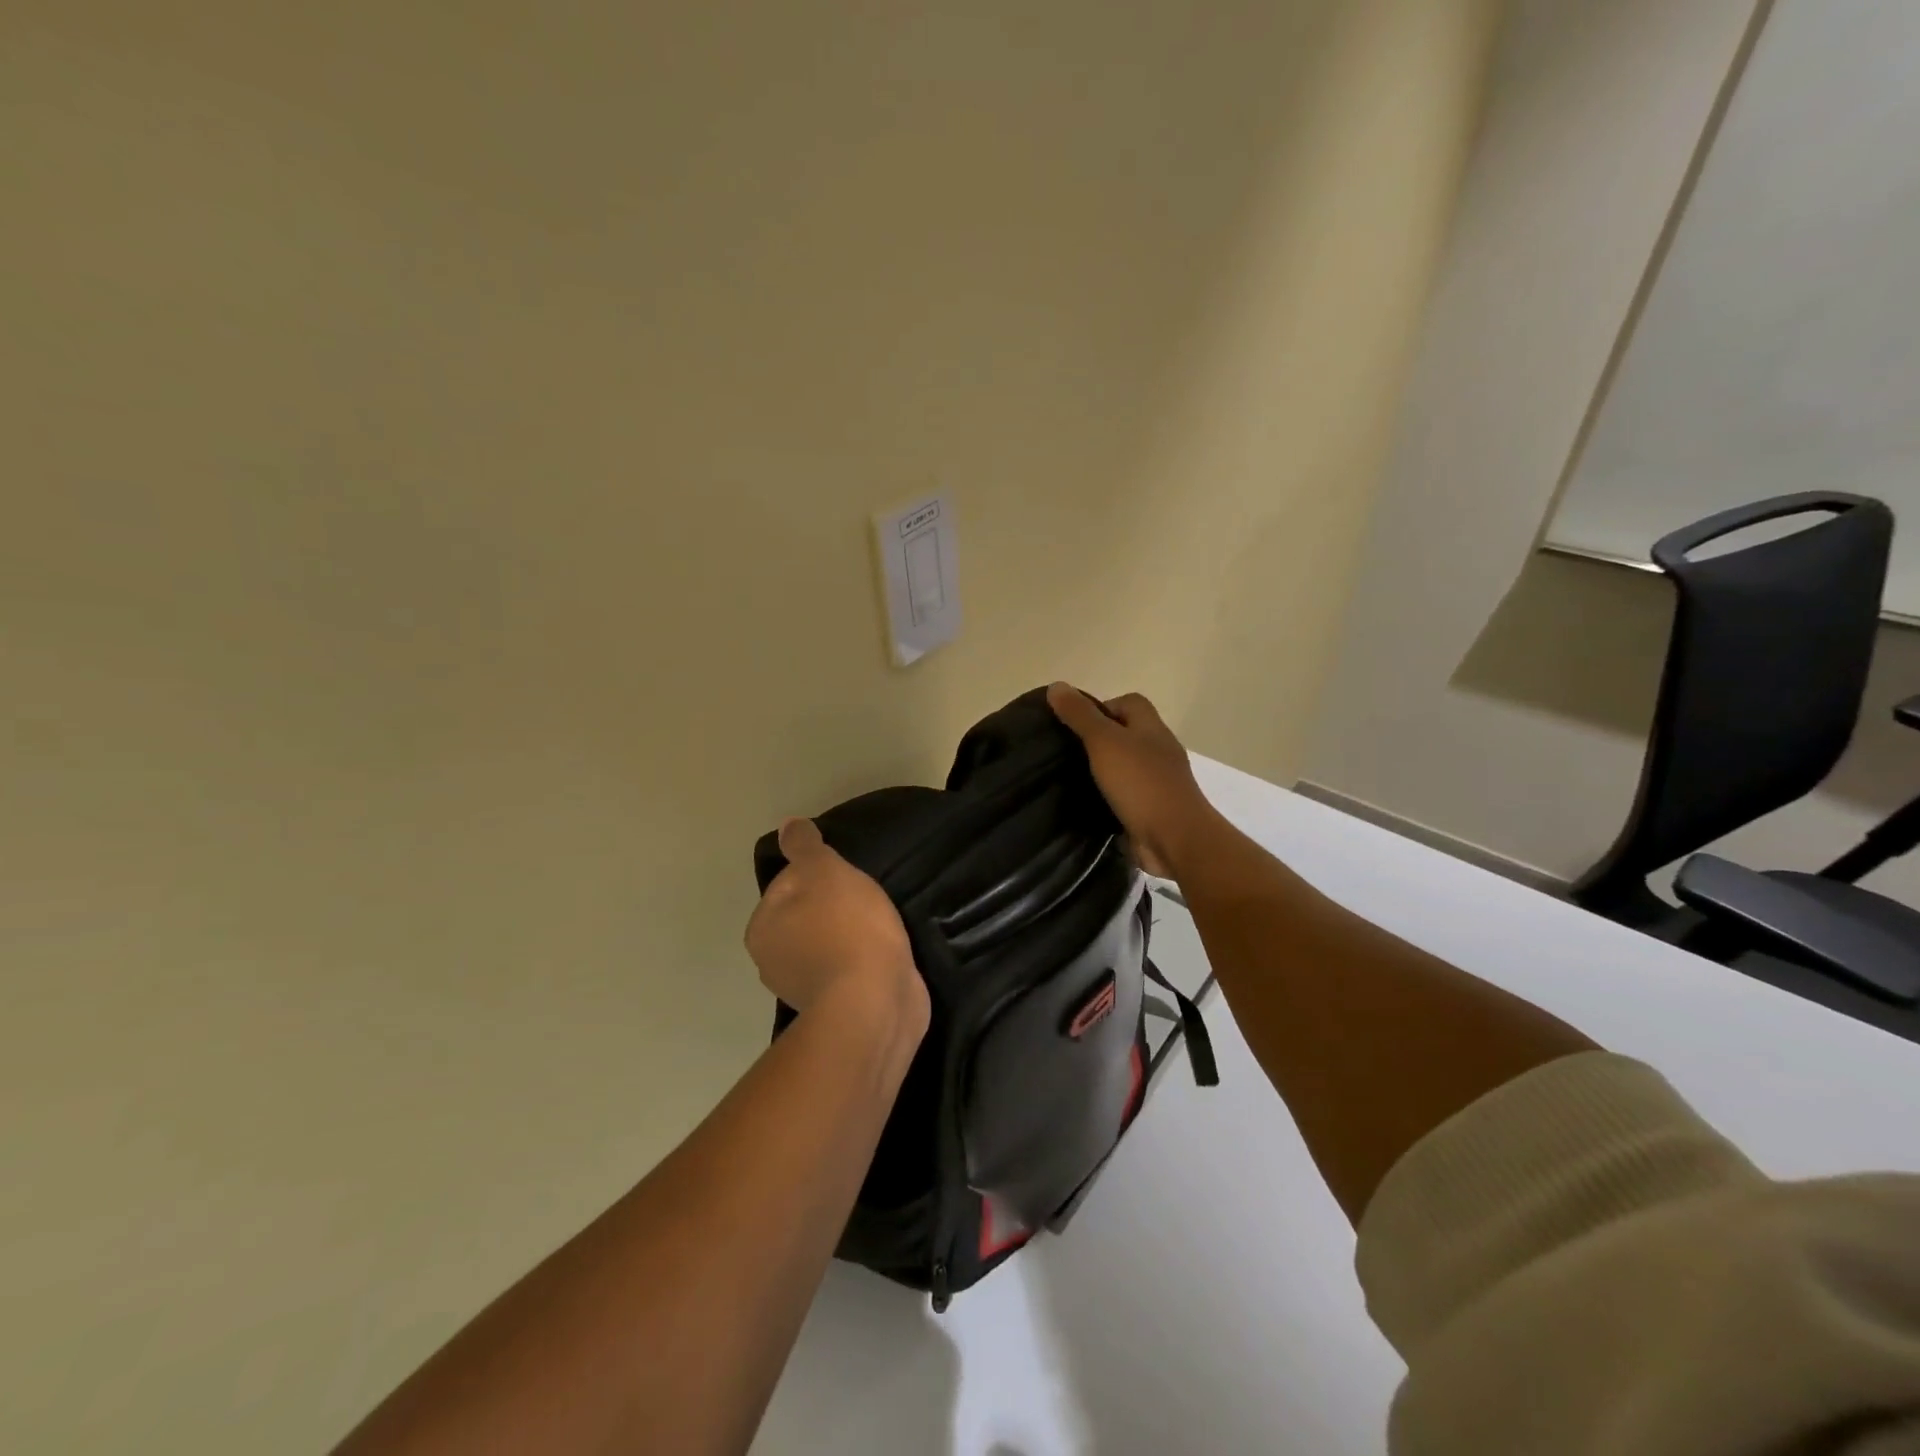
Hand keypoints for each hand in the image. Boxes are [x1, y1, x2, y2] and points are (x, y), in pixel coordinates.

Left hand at [746, 818, 928, 1038]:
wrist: (875, 1000)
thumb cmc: (846, 926)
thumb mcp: (824, 870)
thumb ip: (804, 846)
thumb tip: (787, 826)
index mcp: (761, 929)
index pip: (787, 884)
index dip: (820, 874)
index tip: (848, 877)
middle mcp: (772, 962)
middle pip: (806, 916)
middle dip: (835, 907)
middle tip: (868, 899)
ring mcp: (804, 990)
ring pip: (827, 944)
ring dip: (850, 935)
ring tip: (882, 925)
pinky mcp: (837, 1008)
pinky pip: (848, 970)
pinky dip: (863, 960)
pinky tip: (885, 953)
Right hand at [1047, 682, 1221, 877]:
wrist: (1174, 838)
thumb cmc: (1140, 783)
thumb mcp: (1104, 742)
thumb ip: (1080, 715)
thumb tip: (1056, 686)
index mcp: (1151, 728)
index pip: (1130, 702)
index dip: (1102, 706)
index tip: (1075, 724)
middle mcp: (1158, 751)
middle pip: (1127, 733)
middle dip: (1098, 740)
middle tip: (1067, 752)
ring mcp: (1158, 782)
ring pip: (1125, 766)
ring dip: (1103, 771)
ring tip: (1070, 778)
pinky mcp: (1152, 810)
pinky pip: (1126, 796)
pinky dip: (1109, 798)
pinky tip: (1088, 805)